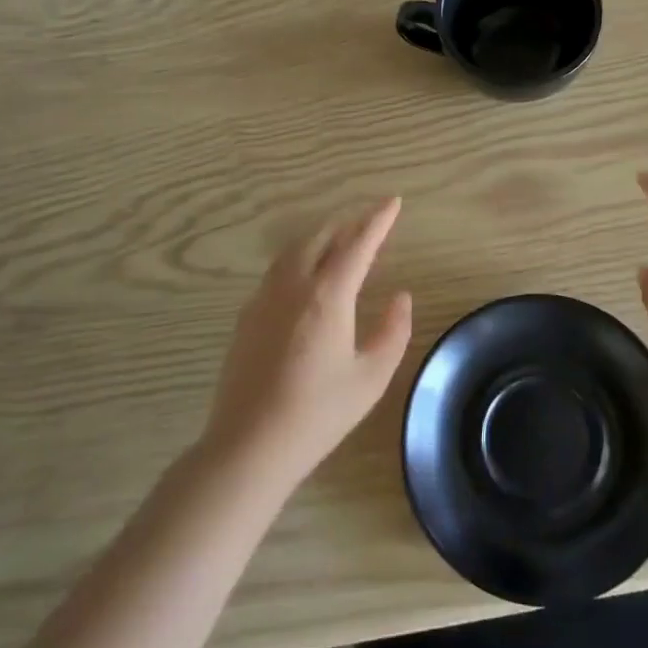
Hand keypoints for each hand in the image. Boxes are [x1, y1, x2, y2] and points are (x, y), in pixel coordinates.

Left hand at [202, 198, 412, 484]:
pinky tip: (306, 276)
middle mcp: (293, 286)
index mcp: (328, 296)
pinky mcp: (247, 316)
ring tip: (340, 241)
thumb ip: (393, 330)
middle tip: (369, 222)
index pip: (358, 244)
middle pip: (322, 237)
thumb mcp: (371, 376)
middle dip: (348, 224)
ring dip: (321, 238)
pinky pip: (278, 270)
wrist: (249, 445)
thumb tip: (400, 297)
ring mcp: (265, 298)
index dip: (378, 220)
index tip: (393, 201)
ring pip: (295, 250)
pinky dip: (300, 258)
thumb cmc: (318, 413)